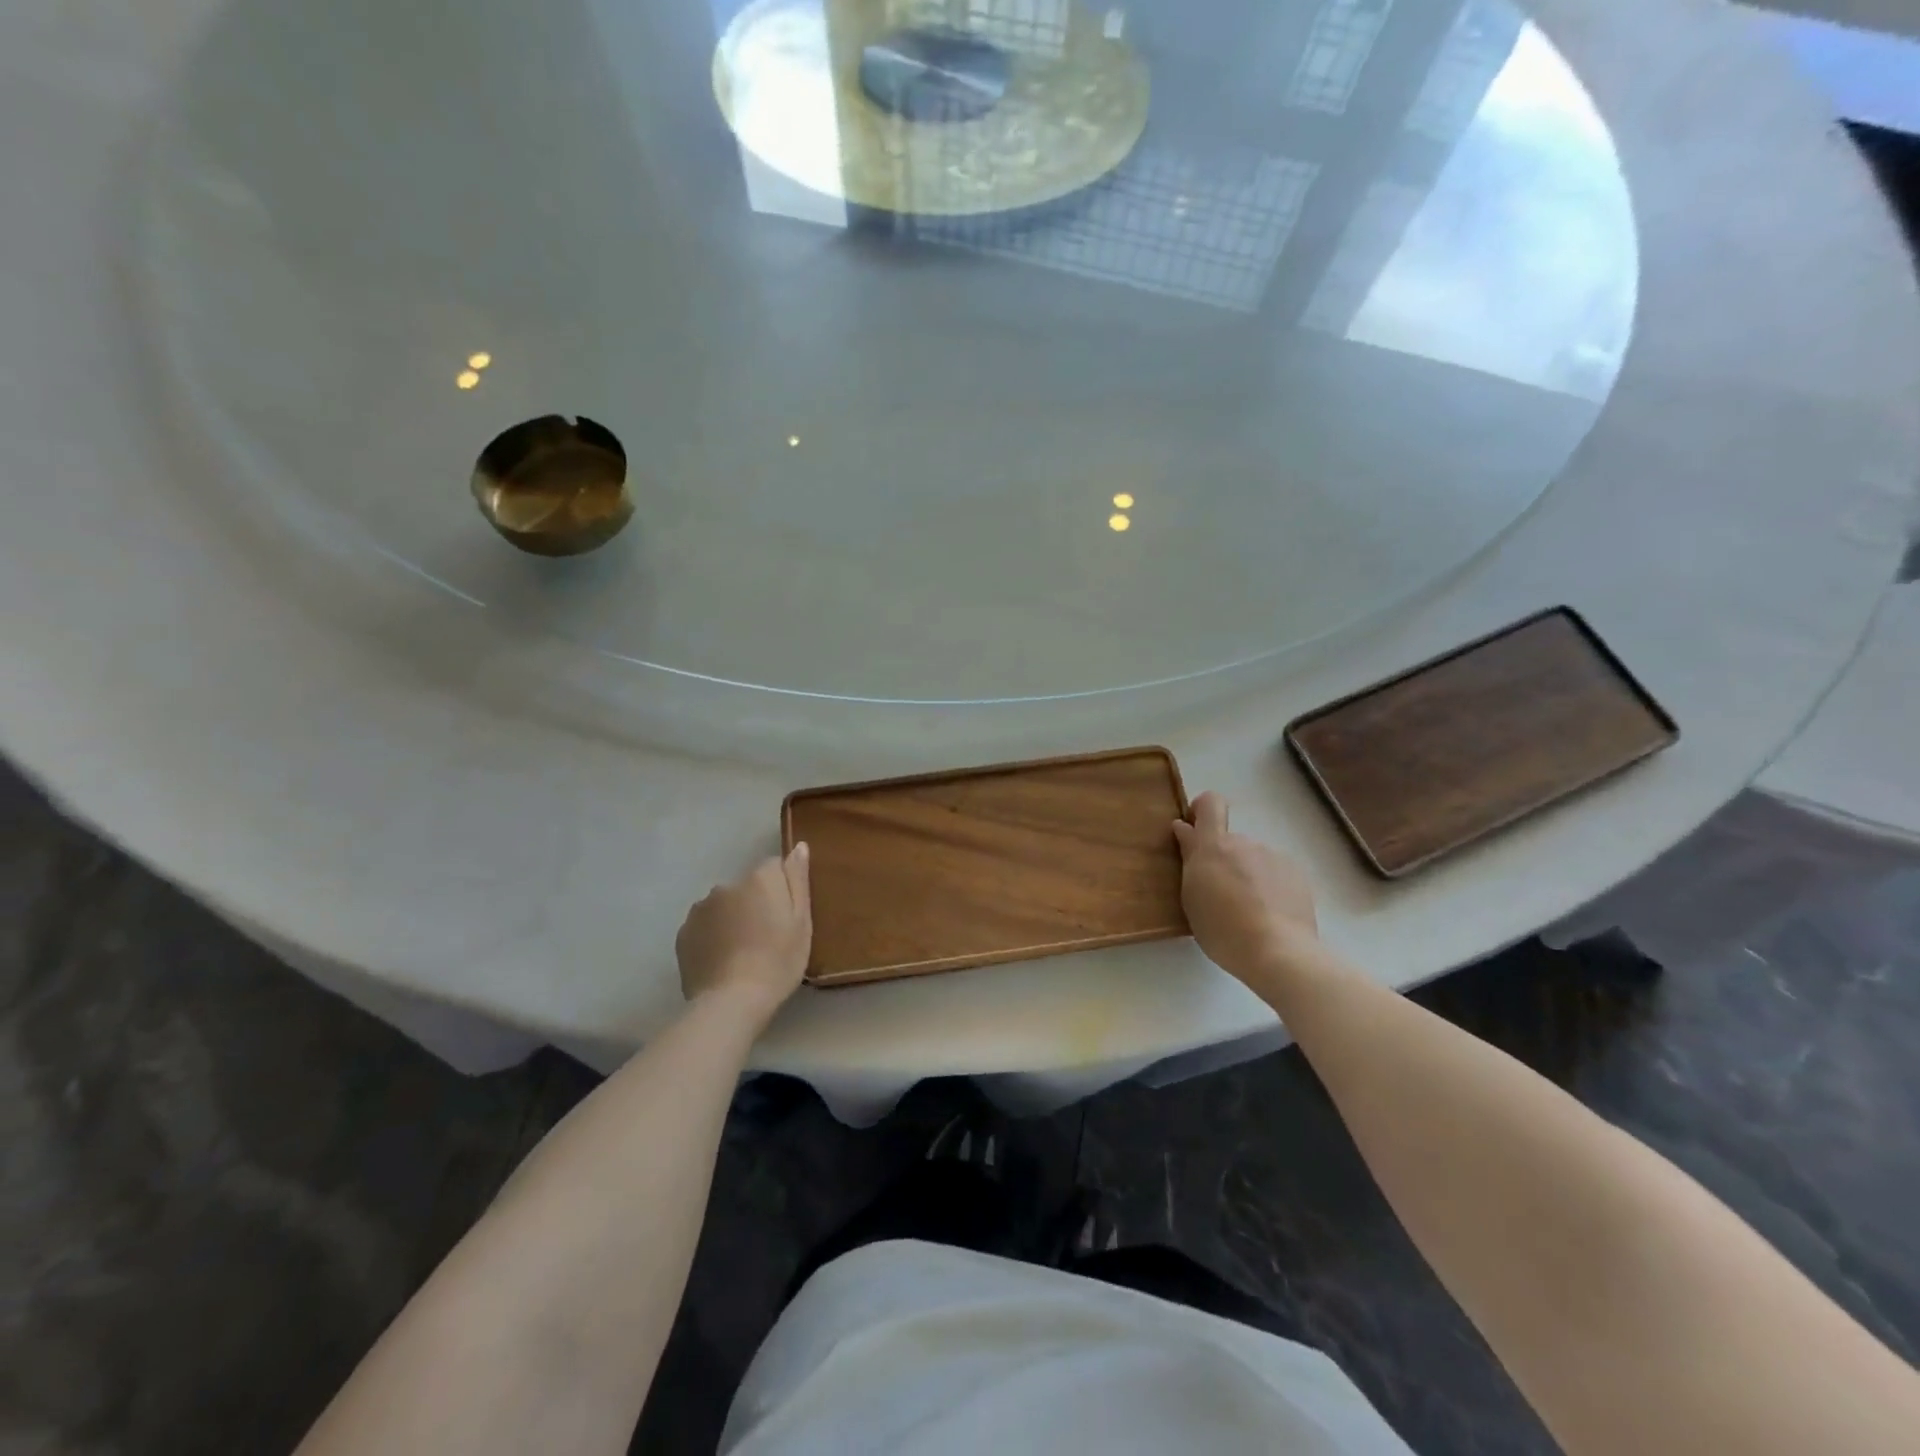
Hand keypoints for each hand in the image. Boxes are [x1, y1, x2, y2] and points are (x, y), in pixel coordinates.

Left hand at [675, 844, 812, 1024]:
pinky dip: (713, 936)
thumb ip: (797, 880)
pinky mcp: (684, 933)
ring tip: (742, 953)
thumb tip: (798, 845)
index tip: (786, 918)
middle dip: (755, 903)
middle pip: (746, 887)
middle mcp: (726, 885)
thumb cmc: (778, 961)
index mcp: (759, 879)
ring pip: (723, 906)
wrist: (731, 1003)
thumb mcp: (801, 922)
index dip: (782, 891)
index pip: (774, 867)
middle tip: (766, 938)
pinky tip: (722, 960)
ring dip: (732, 919)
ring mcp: (700, 909)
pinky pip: (705, 926)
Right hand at [1172, 792, 1317, 981]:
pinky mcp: (1297, 874)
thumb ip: (1189, 857)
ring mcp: (1273, 856)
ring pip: (1253, 859)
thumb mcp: (1192, 895)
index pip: (1210, 803)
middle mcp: (1245, 842)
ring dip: (1247, 875)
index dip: (1201, 811)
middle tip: (1220, 896)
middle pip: (1230, 841)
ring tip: (1248, 911)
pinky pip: (1274, 873)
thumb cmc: (1222, 929)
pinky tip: (1270, 915)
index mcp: (1214, 845)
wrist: (1279, 953)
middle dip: (1223, 860)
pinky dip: (1269, 887)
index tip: (1194, 833)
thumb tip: (1184, 828)